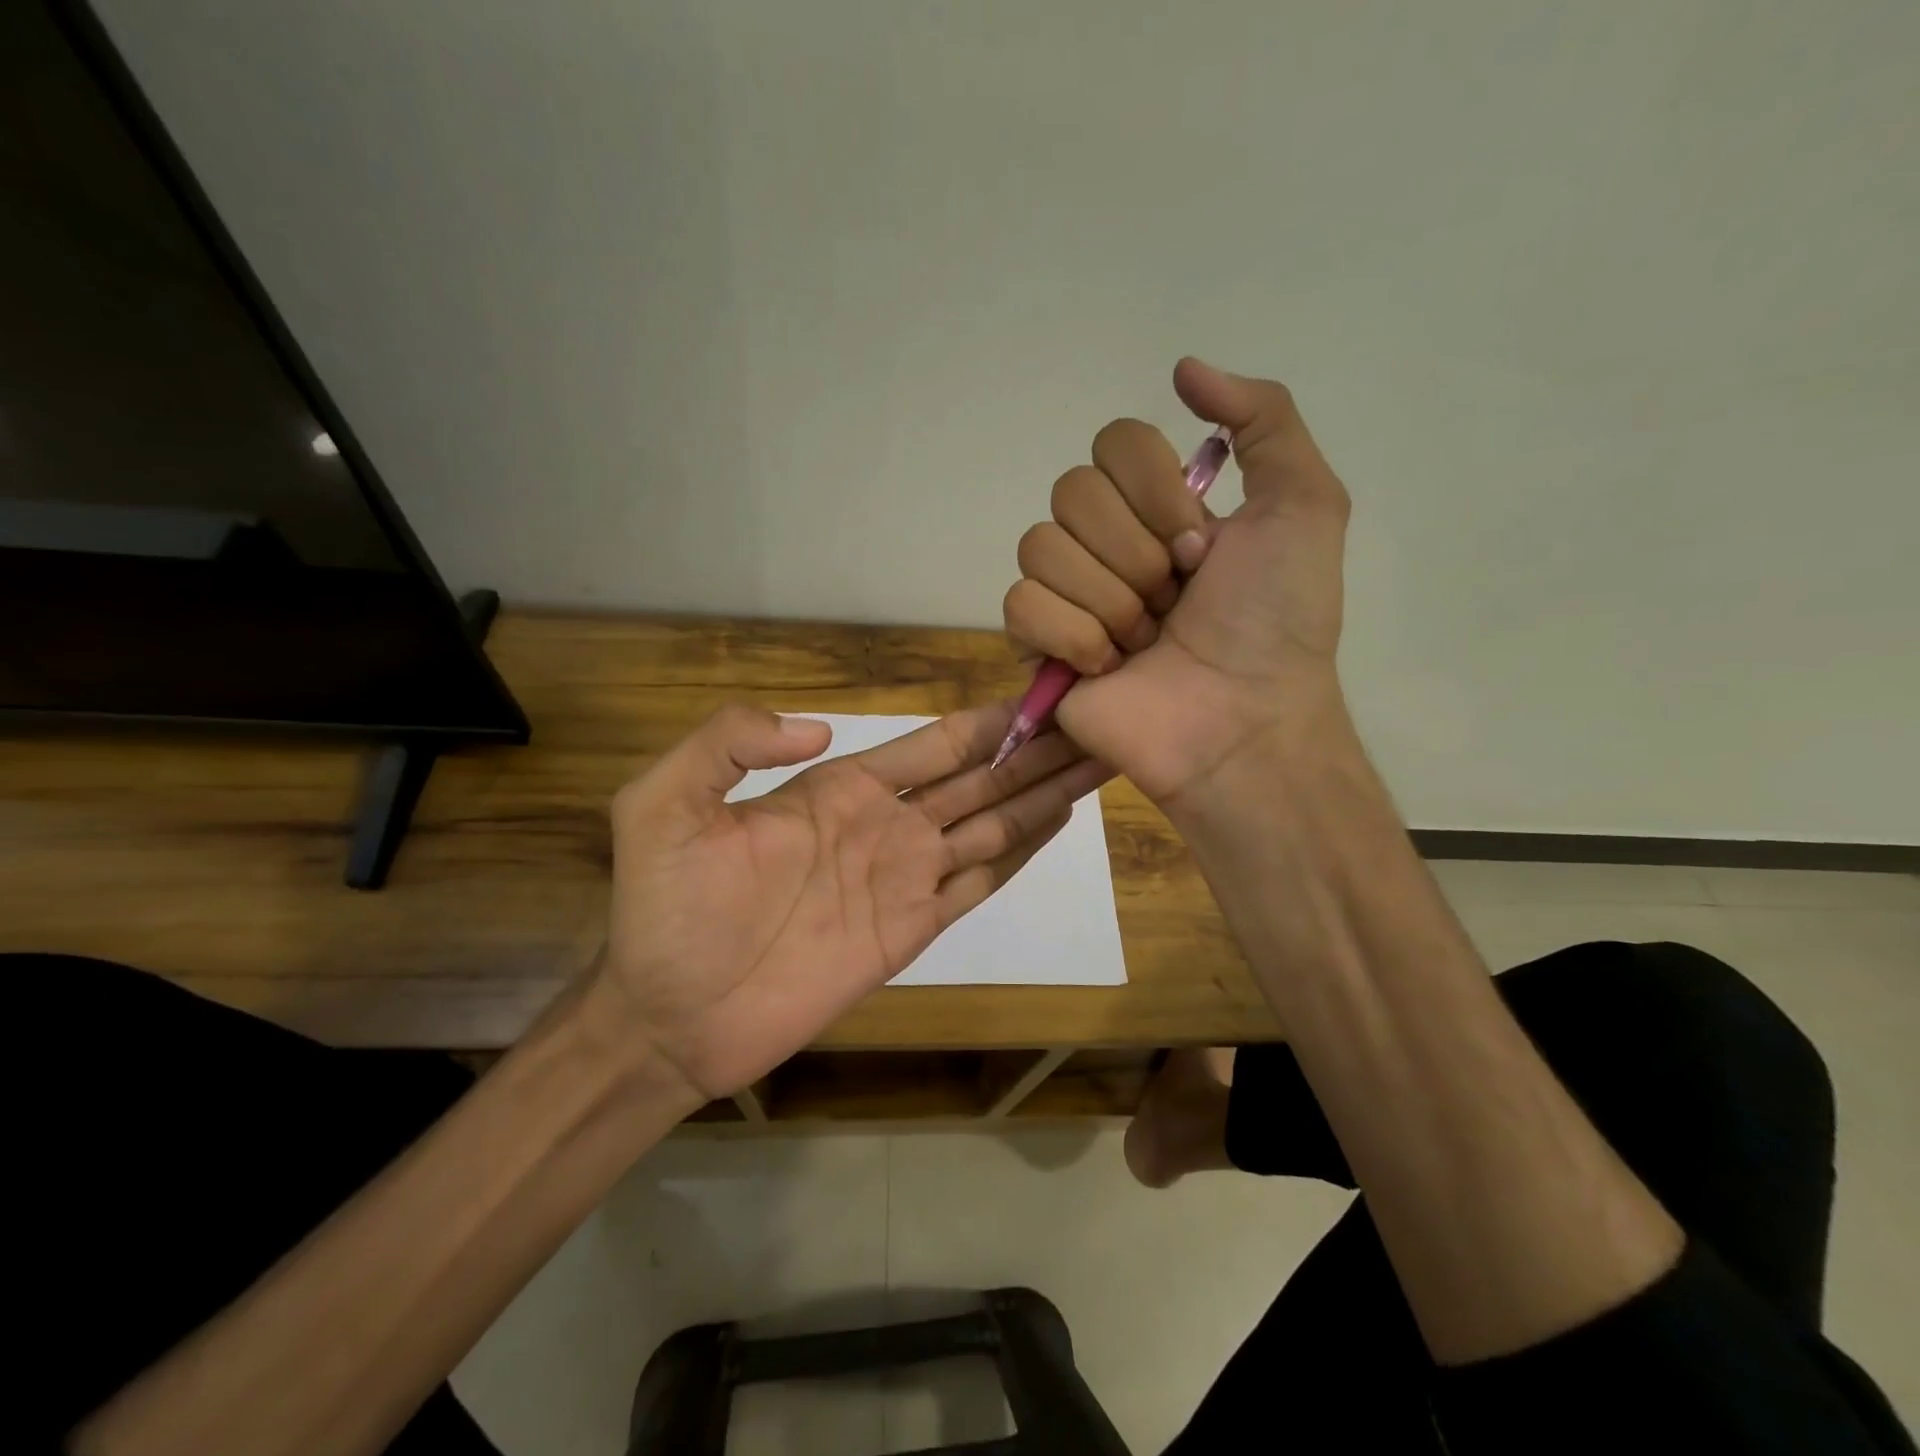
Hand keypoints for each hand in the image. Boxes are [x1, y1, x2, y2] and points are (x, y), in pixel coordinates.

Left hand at [592, 701, 1109, 1101]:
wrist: (670, 1013)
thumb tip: (819, 732)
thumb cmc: (665, 909)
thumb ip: (729, 742)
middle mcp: (885, 825)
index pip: (932, 744)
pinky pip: (977, 882)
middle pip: (978, 778)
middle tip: (1092, 723)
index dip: (986, 722)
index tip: (1038, 698)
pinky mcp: (911, 931)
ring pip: (991, 824)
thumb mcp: (663, 803)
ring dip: (1041, 795)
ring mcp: (903, 879)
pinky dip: (1019, 852)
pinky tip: (1055, 824)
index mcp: (840, 788)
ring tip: (1093, 764)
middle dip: (1033, 751)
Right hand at [1003, 357, 1354, 808]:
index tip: (1201, 549)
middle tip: (1175, 599)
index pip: (1112, 442)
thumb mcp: (1305, 504)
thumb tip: (1182, 368)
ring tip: (1146, 641)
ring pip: (1039, 546)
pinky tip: (1108, 666)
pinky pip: (1020, 604)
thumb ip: (1263, 417)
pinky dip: (1072, 636)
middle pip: (1070, 492)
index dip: (1155, 492)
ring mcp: (1067, 594)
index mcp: (1157, 506)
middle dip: (1135, 553)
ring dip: (1109, 599)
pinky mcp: (1037, 646)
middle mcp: (1106, 541)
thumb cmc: (1278, 621)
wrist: (1244, 720)